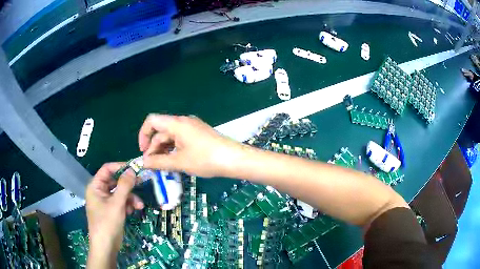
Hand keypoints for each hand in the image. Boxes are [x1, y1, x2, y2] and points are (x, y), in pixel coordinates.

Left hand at [85, 163, 143, 266]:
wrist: (106, 246)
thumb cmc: (107, 223)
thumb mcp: (117, 203)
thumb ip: (124, 186)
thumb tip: (132, 170)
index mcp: (96, 186)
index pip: (107, 169)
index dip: (120, 167)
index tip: (135, 168)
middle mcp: (100, 191)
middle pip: (115, 181)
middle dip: (128, 185)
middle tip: (141, 183)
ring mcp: (106, 201)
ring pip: (120, 193)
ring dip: (130, 197)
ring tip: (139, 205)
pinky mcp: (112, 210)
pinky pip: (121, 202)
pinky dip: (128, 205)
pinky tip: (133, 211)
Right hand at [139, 114, 243, 177]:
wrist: (234, 159)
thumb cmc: (205, 159)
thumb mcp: (180, 162)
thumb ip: (159, 162)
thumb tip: (144, 163)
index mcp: (177, 124)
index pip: (152, 121)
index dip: (143, 135)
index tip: (143, 152)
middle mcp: (183, 121)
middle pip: (161, 131)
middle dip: (153, 147)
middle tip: (152, 165)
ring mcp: (192, 127)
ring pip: (171, 136)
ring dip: (163, 150)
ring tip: (162, 166)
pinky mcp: (198, 134)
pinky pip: (180, 139)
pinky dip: (173, 149)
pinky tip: (173, 162)